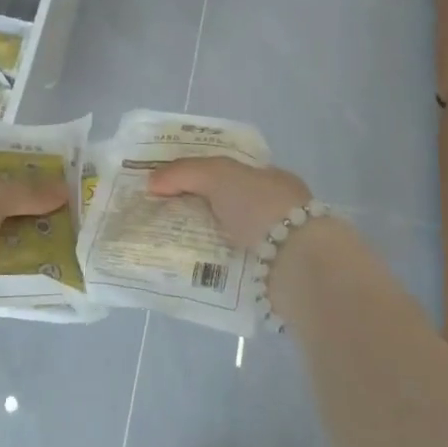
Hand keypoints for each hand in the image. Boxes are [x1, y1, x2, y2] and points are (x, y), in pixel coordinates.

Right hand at [147, 157, 311, 250]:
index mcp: (270, 179)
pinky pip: (229, 265)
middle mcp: (273, 209)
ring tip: (164, 244)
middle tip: (157, 215)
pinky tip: (185, 266)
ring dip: (200, 240)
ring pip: (225, 237)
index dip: (198, 174)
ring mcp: (272, 244)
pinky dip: (210, 265)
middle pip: (224, 204)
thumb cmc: (261, 206)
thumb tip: (151, 183)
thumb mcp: (219, 174)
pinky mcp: (266, 276)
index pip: (229, 171)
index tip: (168, 184)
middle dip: (194, 209)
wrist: (296, 262)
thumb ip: (184, 172)